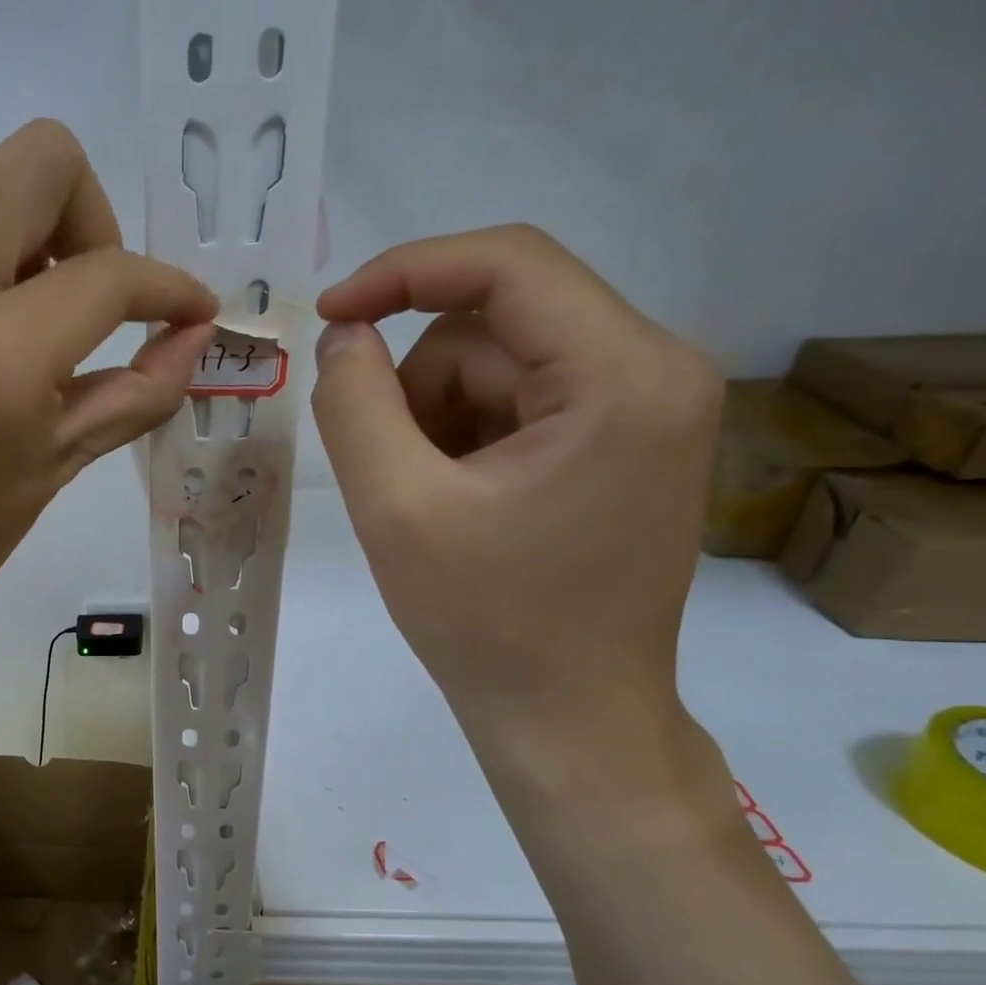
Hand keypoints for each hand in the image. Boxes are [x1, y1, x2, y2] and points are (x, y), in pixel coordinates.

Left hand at [0, 119, 218, 637]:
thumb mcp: (64, 461)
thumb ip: (142, 389)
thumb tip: (197, 332)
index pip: (108, 276)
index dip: (166, 287)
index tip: (185, 307)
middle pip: (37, 158)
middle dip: (87, 216)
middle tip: (78, 288)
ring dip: (6, 204)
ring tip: (5, 284)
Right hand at [311, 225, 720, 751]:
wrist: (566, 719)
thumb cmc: (486, 624)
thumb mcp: (396, 509)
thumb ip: (355, 404)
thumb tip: (344, 335)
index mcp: (624, 376)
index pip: (508, 265)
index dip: (403, 273)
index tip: (329, 317)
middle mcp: (656, 372)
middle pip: (497, 326)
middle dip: (420, 387)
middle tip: (391, 475)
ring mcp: (646, 411)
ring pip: (500, 367)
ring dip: (437, 421)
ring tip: (426, 504)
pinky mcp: (623, 445)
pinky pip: (519, 405)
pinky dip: (465, 442)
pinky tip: (456, 507)